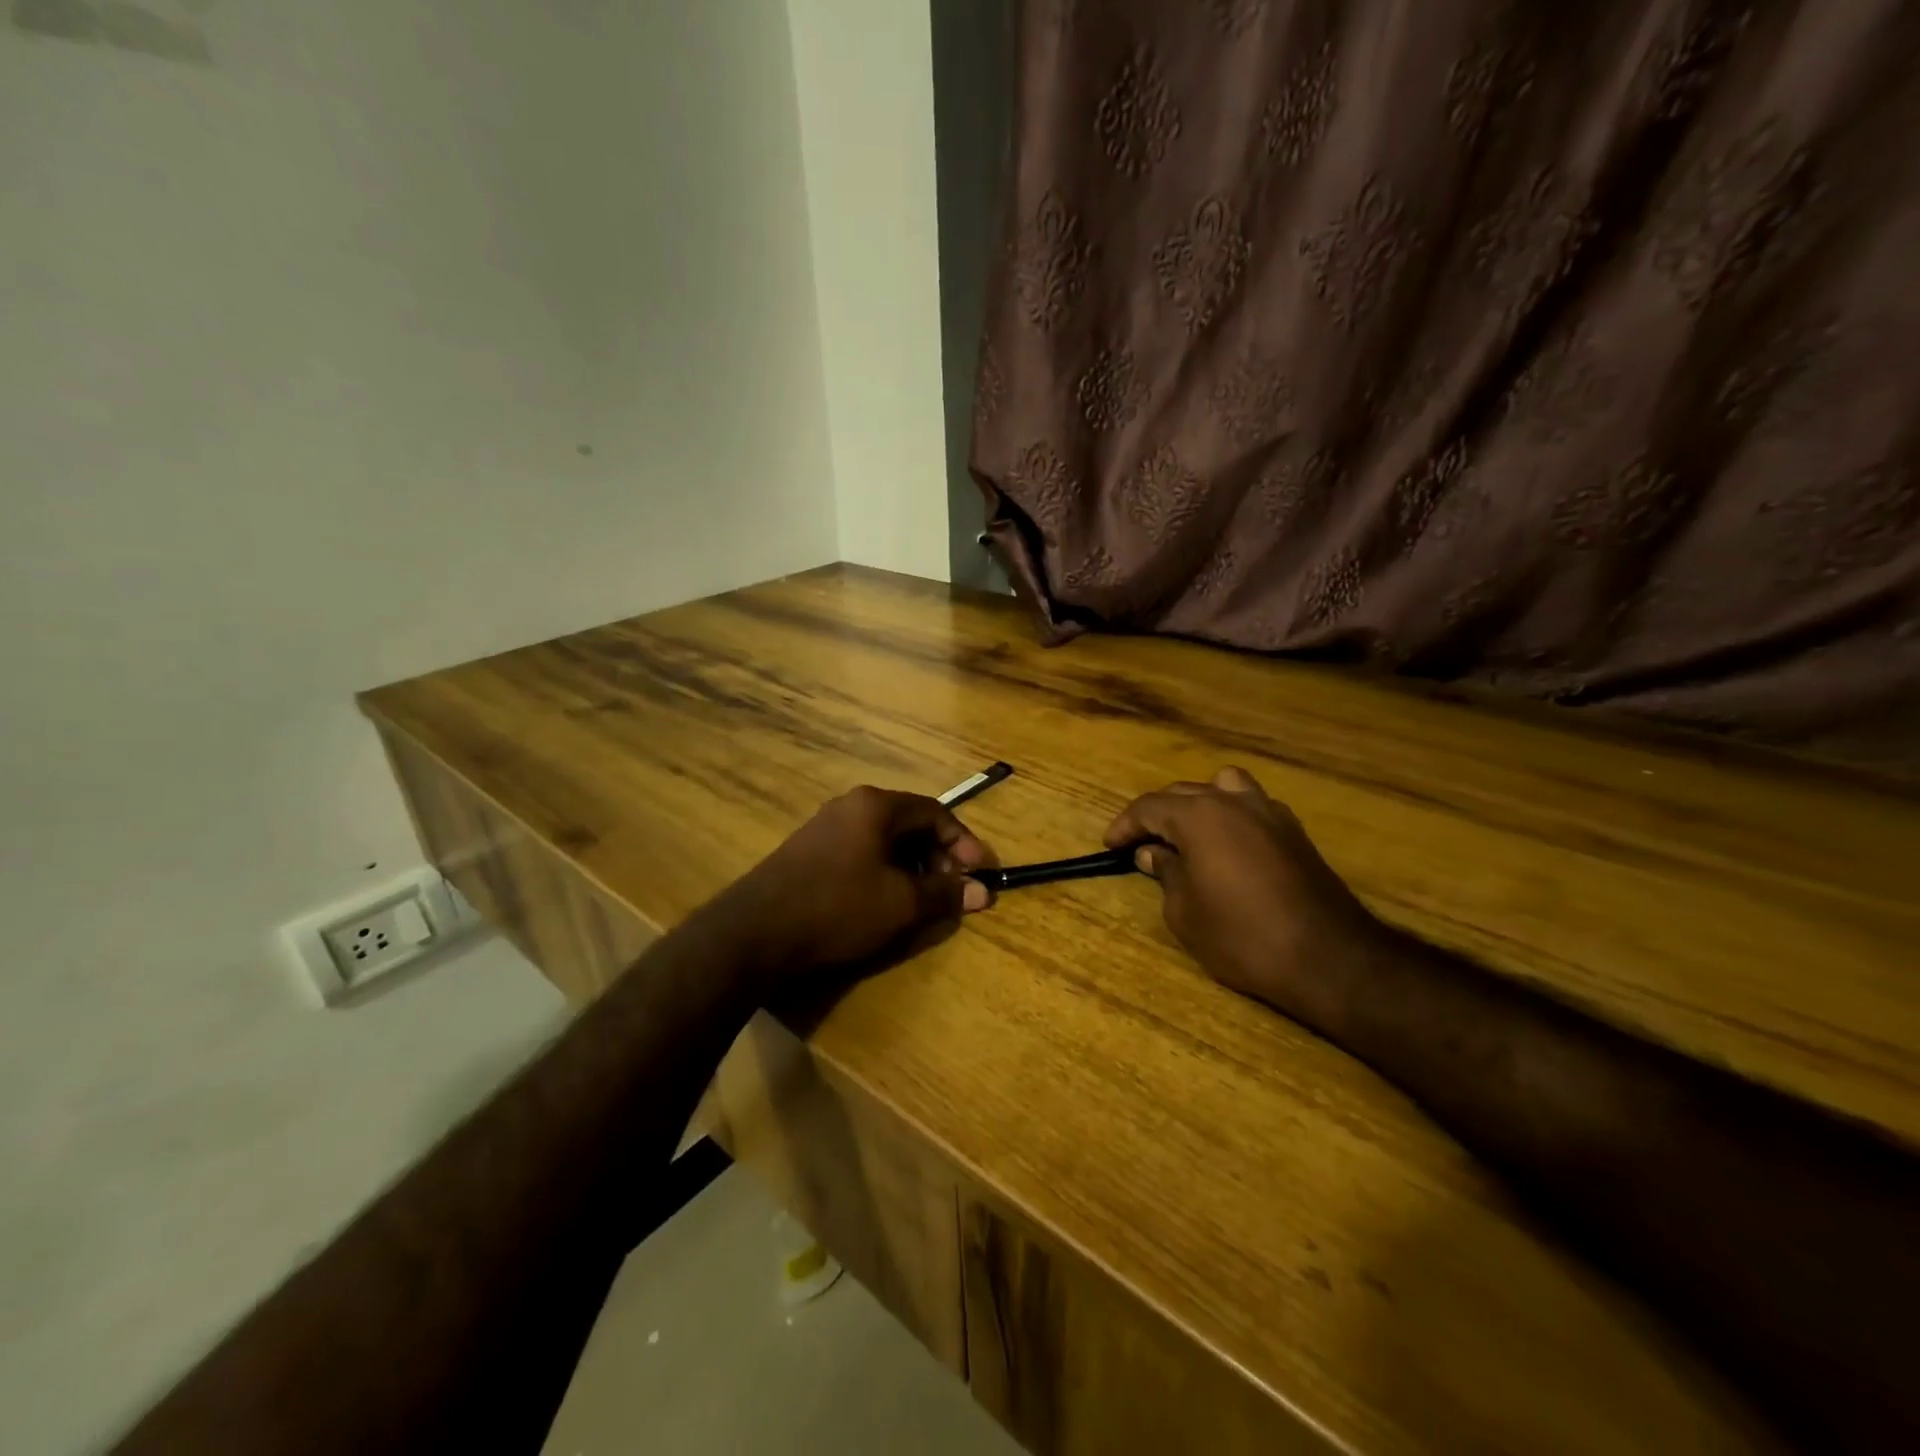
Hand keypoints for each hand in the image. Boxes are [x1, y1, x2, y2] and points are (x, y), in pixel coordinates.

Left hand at [724, 787, 994, 986]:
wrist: (756, 931)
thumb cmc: (838, 907)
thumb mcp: (901, 903)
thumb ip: (945, 893)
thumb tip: (984, 892)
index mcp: (876, 806)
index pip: (935, 812)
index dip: (963, 842)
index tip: (980, 872)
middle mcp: (851, 805)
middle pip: (909, 823)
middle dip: (938, 855)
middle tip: (953, 889)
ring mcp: (826, 826)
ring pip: (884, 839)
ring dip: (912, 865)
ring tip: (923, 898)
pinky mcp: (809, 851)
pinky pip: (861, 851)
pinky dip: (884, 870)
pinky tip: (885, 899)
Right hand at [1105, 767, 1383, 1022]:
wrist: (1328, 957)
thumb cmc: (1242, 936)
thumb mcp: (1185, 912)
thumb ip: (1166, 873)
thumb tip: (1154, 853)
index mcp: (1200, 816)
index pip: (1150, 807)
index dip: (1125, 825)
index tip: (1110, 845)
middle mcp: (1234, 802)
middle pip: (1184, 793)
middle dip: (1157, 815)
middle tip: (1141, 844)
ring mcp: (1270, 812)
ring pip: (1223, 787)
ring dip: (1199, 804)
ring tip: (1188, 834)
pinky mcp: (1294, 831)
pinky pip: (1251, 806)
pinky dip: (1231, 816)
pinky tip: (1227, 847)